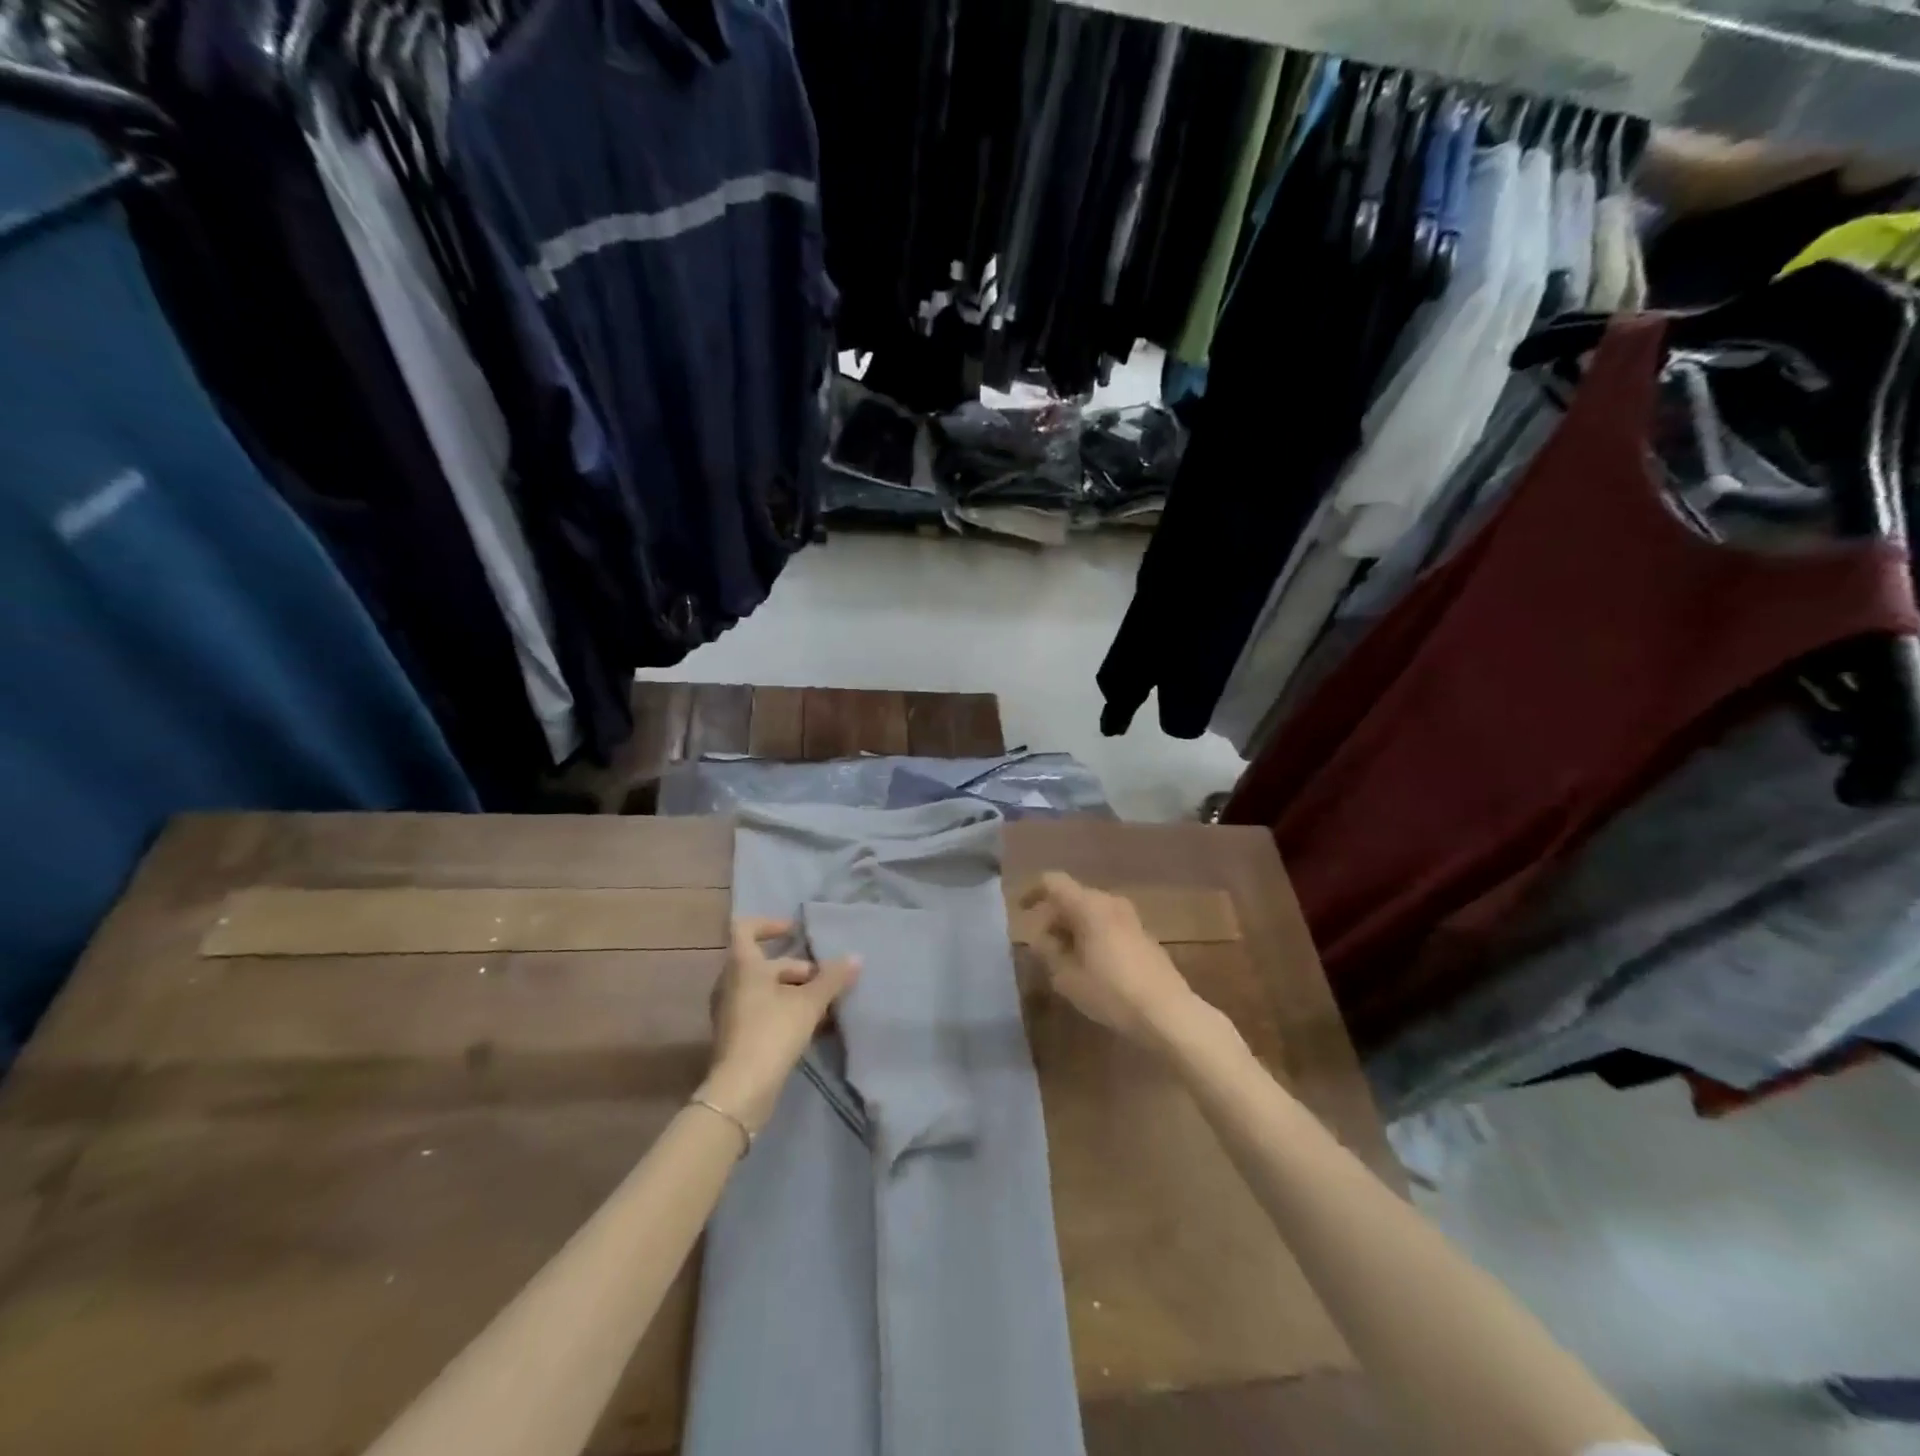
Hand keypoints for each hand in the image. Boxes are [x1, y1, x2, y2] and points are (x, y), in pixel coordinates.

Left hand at [697, 917, 860, 1135]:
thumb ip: (833, 978)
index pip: (745, 928)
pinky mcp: (736, 1035)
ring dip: (794, 991)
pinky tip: (811, 1027)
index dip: (771, 924)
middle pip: (764, 963)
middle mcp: (730, 982)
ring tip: (824, 1005)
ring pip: (765, 989)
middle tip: (825, 981)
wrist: (740, 1090)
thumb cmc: (772, 1032)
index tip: (796, 931)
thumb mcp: (809, 1003)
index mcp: (742, 965)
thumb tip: (856, 958)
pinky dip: (784, 1011)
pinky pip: (762, 1010)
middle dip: (797, 968)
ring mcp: (730, 1010)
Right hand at [1018, 872, 1201, 1049]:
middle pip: (1072, 896)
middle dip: (1052, 917)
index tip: (1020, 912)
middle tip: (1040, 946)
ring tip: (1062, 958)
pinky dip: (1091, 934)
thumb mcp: (1067, 977)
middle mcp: (1110, 902)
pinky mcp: (1143, 934)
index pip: (1053, 882)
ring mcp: (1130, 917)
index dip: (1032, 892)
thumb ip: (1047, 952)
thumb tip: (1040, 938)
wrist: (1168, 1012)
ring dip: (1072, 927)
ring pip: (1090, 910)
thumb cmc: (1111, 992)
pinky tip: (1089, 963)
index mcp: (1088, 905)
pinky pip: (1107, 923)